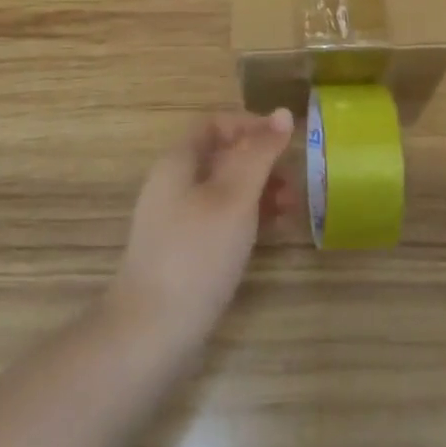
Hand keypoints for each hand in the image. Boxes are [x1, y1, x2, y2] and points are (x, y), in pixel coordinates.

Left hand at [109, 110, 295, 349]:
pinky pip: (220, 219)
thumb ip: (260, 153)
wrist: (151, 333)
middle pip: (222, 156)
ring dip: (259, 192)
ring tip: (292, 209)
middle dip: (261, 162)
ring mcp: (176, 221)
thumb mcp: (235, 197)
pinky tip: (270, 234)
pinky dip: (248, 218)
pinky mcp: (184, 253)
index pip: (217, 124)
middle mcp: (173, 185)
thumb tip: (283, 113)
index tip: (286, 142)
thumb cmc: (197, 254)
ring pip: (224, 190)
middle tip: (295, 183)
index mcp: (178, 162)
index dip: (252, 126)